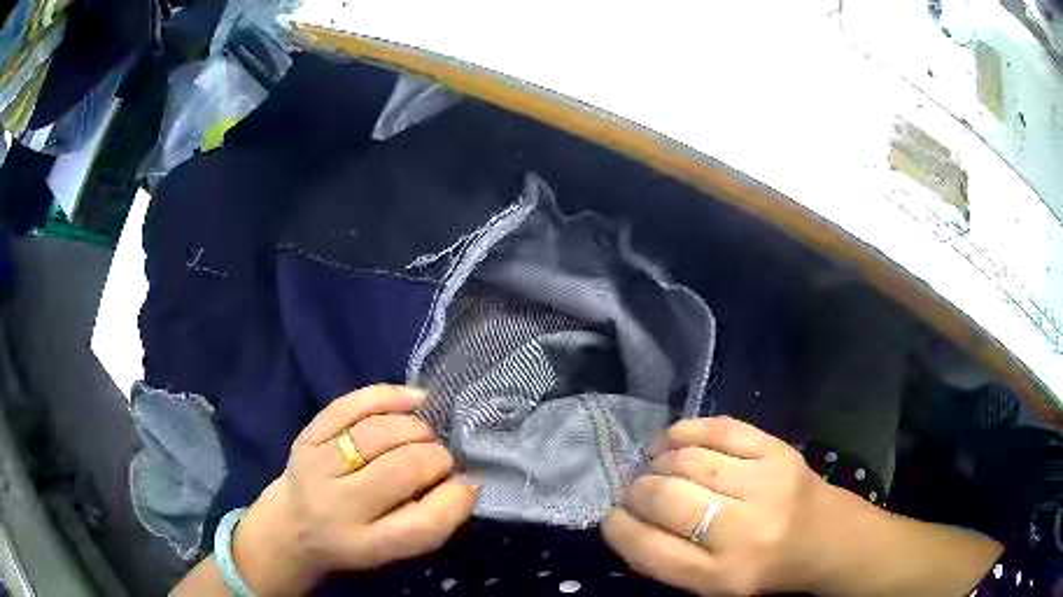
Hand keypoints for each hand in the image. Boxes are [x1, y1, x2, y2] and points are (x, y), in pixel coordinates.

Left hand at [233, 385, 477, 593]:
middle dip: (436, 457)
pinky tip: (413, 399)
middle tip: (443, 457)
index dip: (456, 498)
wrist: (292, 525)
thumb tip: (465, 481)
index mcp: (366, 544)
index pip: (422, 524)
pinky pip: (351, 405)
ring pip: (377, 433)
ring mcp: (317, 465)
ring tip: (427, 435)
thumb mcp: (391, 551)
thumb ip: (427, 522)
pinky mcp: (307, 435)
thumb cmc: (352, 541)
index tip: (467, 484)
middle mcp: (337, 506)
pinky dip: (388, 397)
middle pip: (400, 470)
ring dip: (416, 428)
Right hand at [602, 416, 835, 595]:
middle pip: (665, 497)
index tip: (612, 517)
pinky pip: (719, 429)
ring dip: (658, 461)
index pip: (648, 548)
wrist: (826, 538)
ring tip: (654, 466)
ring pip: (688, 459)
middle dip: (636, 491)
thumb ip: (668, 559)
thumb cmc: (763, 569)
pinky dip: (685, 431)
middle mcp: (742, 531)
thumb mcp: (712, 585)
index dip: (618, 527)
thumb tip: (626, 518)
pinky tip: (672, 441)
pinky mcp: (778, 451)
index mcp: (720, 576)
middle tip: (635, 491)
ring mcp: (764, 484)